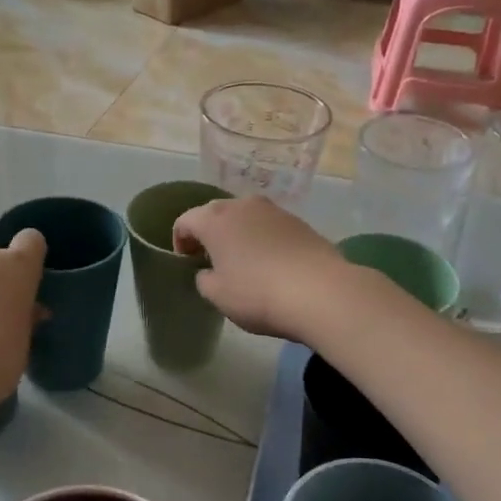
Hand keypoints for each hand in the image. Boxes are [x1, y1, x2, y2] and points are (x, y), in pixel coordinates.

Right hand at [171, 196, 350, 341]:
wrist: (320, 291)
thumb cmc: (257, 293)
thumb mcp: (217, 295)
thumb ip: (204, 279)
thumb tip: (209, 271)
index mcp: (214, 219)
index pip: (185, 221)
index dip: (180, 241)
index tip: (186, 263)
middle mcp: (242, 205)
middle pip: (215, 213)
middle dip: (208, 234)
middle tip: (210, 260)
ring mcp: (274, 210)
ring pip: (245, 217)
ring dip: (237, 234)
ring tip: (241, 261)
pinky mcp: (299, 222)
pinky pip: (269, 226)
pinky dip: (262, 239)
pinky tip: (270, 263)